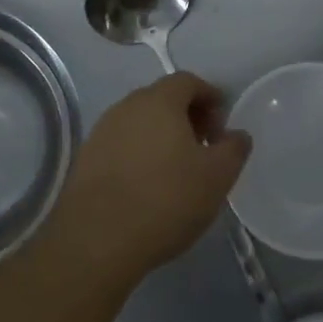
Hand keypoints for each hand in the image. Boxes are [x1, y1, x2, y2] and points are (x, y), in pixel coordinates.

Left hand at [44, 72, 251, 290]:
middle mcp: (126, 106)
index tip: (222, 124)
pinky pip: (121, 144)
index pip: (187, 81)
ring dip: (161, 136)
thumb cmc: (166, 199)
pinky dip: (139, 154)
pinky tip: (147, 184)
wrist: (97, 240)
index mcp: (159, 101)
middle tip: (204, 147)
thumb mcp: (216, 177)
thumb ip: (233, 149)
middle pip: (162, 99)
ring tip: (177, 169)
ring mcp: (101, 131)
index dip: (209, 96)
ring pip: (140, 122)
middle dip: (186, 116)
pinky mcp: (85, 158)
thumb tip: (237, 134)